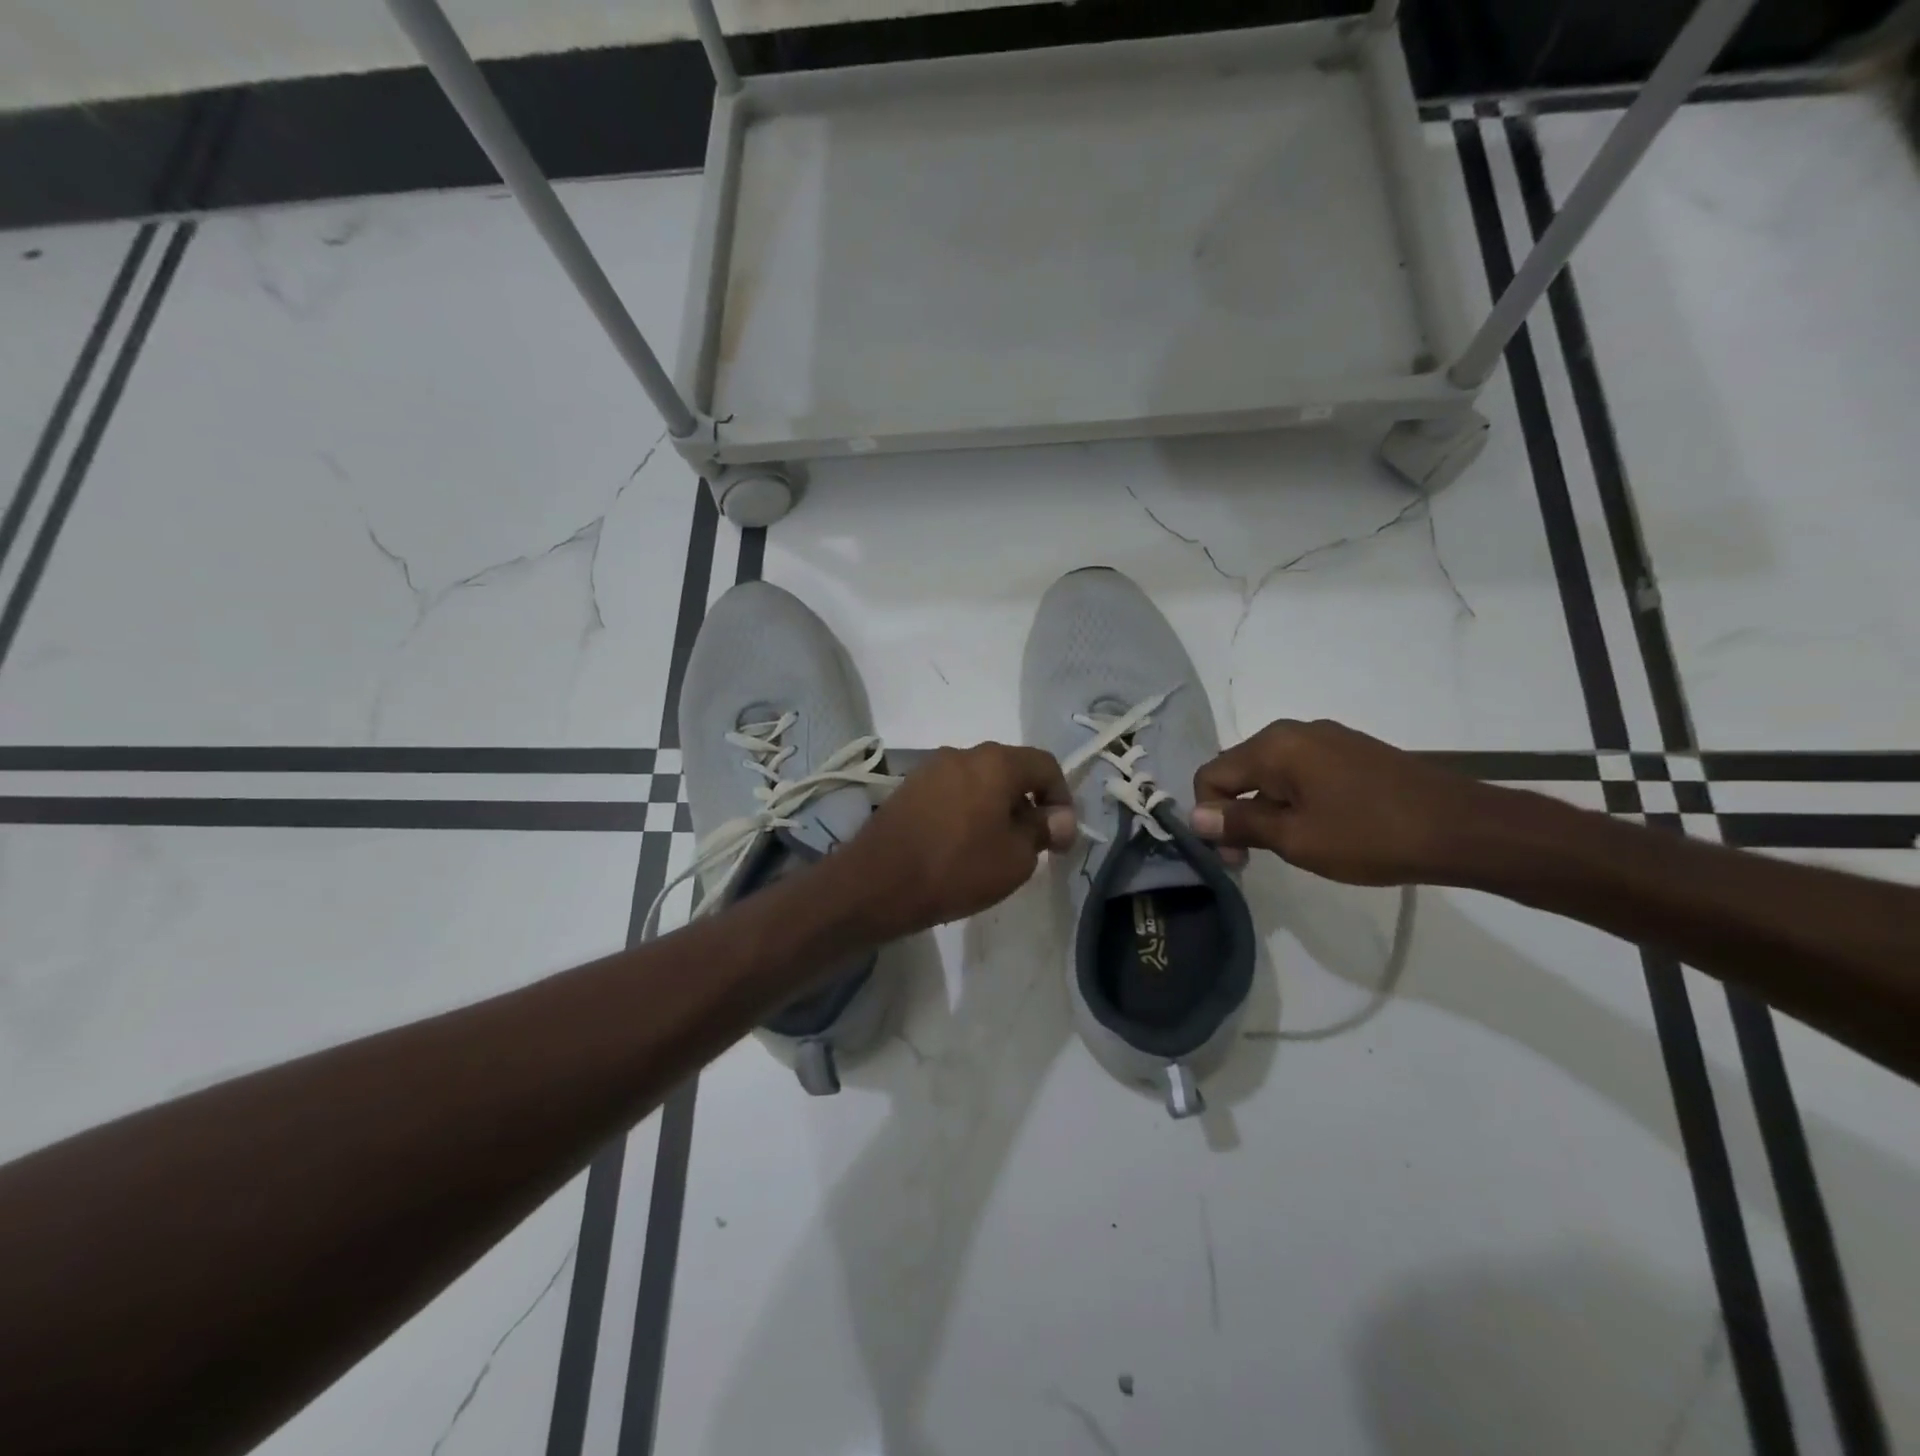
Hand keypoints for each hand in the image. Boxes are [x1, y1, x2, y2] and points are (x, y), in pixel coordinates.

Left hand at [836, 744, 1076, 936]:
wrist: (876, 883)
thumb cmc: (957, 868)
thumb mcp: (1015, 858)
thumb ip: (1043, 830)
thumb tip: (1060, 817)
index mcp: (995, 762)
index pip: (1045, 765)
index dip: (1062, 799)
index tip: (1061, 837)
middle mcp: (962, 753)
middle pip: (1010, 770)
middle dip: (1028, 803)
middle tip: (1032, 844)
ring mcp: (930, 768)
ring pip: (979, 781)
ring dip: (996, 807)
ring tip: (995, 848)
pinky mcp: (908, 788)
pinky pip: (952, 792)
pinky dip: (967, 811)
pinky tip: (961, 845)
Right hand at [1190, 719, 1496, 885]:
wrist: (1464, 829)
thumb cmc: (1371, 836)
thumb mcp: (1296, 838)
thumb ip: (1241, 824)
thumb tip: (1195, 817)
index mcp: (1274, 746)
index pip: (1212, 775)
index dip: (1210, 818)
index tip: (1236, 858)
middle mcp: (1294, 731)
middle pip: (1240, 770)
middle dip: (1237, 812)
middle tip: (1258, 856)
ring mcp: (1327, 738)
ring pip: (1272, 772)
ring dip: (1267, 808)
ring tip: (1293, 844)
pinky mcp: (1353, 751)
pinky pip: (1302, 771)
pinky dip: (1295, 798)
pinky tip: (1321, 827)